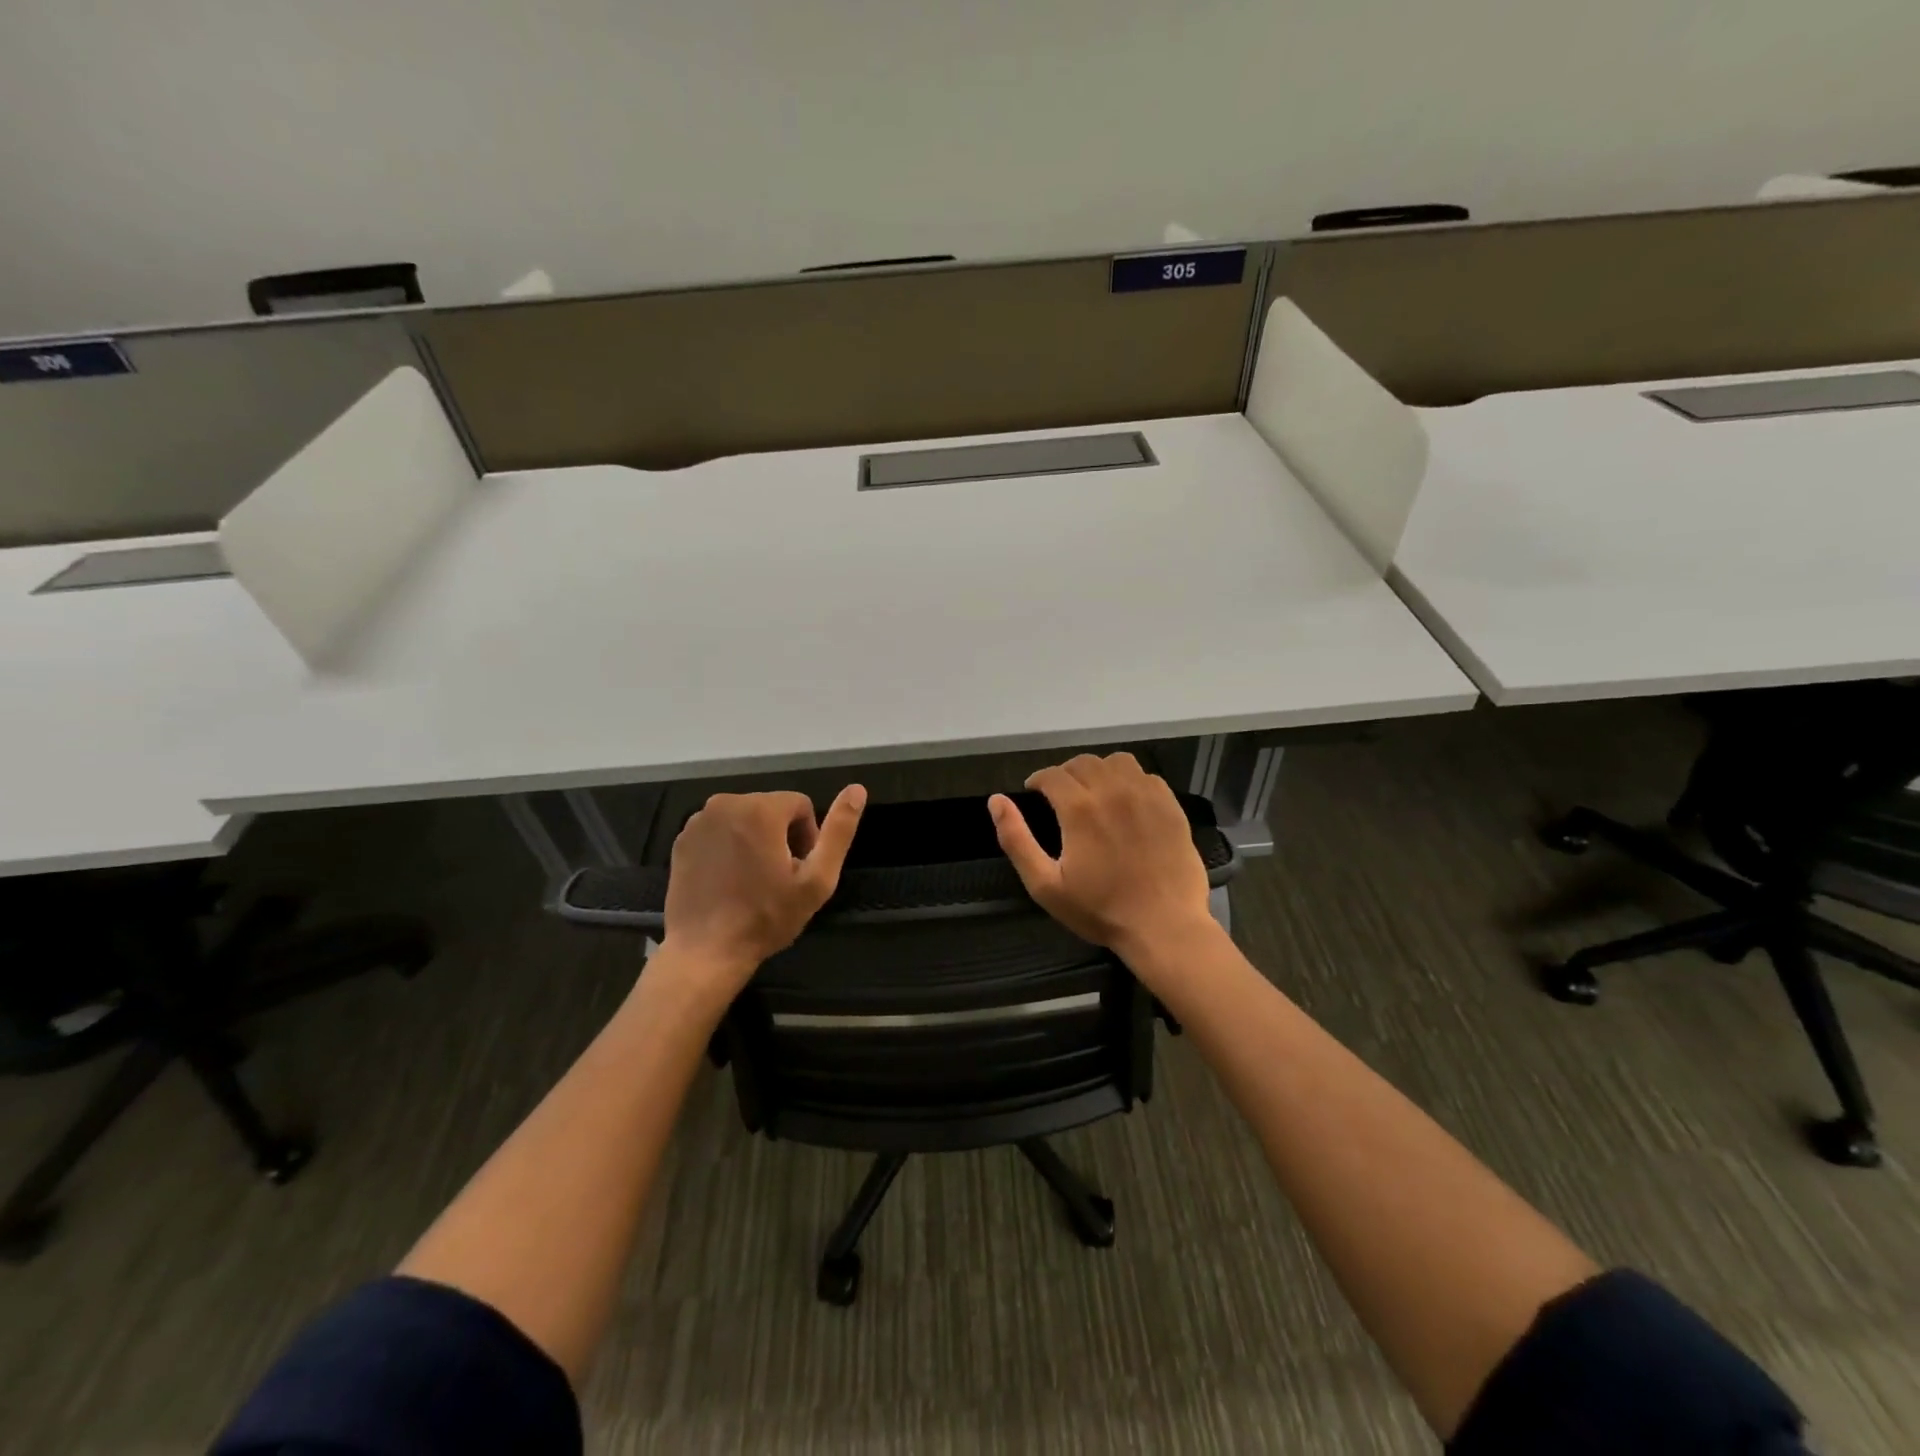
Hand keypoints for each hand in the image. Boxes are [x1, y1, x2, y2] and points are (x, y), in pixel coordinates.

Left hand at [662, 786, 865, 995]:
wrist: (705, 951)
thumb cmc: (766, 917)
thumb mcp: (817, 879)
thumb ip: (839, 832)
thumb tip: (857, 789)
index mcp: (760, 808)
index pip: (800, 805)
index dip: (808, 837)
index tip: (799, 870)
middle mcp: (725, 804)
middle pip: (771, 808)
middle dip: (781, 836)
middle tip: (779, 878)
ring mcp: (698, 821)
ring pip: (745, 818)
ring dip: (755, 840)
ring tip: (754, 880)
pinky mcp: (682, 839)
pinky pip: (719, 831)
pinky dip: (729, 847)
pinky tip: (729, 880)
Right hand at [989, 753, 1214, 966]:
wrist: (1163, 926)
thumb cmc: (1099, 910)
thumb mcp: (1044, 884)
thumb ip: (1016, 839)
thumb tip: (996, 800)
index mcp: (1079, 809)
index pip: (1052, 774)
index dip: (1038, 780)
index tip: (1034, 792)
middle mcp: (1113, 791)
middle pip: (1083, 763)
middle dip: (1065, 774)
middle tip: (1061, 796)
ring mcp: (1146, 796)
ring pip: (1117, 762)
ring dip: (1099, 771)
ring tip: (1095, 792)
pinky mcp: (1170, 806)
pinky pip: (1146, 776)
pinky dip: (1131, 781)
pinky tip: (1127, 802)